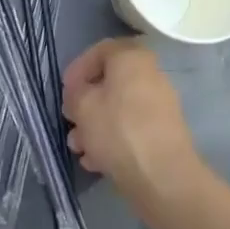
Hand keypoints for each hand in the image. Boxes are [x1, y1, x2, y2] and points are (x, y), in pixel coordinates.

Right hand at [62, 39, 204, 209]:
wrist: (163, 177)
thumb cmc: (117, 129)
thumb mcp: (82, 105)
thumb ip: (75, 93)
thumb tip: (79, 95)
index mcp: (132, 57)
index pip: (99, 51)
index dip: (77, 69)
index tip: (65, 92)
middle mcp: (150, 74)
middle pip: (109, 83)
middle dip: (85, 104)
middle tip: (71, 121)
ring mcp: (160, 105)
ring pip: (119, 109)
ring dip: (95, 126)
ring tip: (79, 149)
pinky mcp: (164, 133)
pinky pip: (132, 128)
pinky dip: (113, 139)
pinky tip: (96, 161)